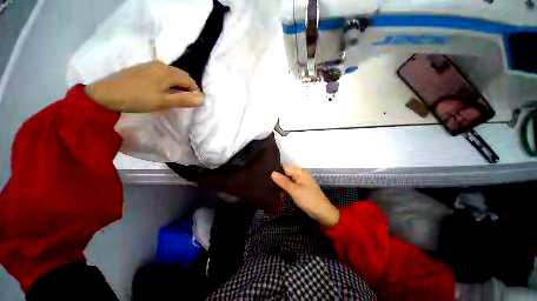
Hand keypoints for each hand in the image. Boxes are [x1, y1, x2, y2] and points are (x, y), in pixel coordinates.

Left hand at [85, 60, 203, 112]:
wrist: (105, 94)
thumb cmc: (137, 98)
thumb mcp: (164, 102)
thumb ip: (184, 100)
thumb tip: (203, 99)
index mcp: (168, 72)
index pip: (189, 80)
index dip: (195, 91)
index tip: (194, 103)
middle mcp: (161, 65)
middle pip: (181, 76)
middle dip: (188, 88)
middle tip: (186, 101)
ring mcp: (150, 66)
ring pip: (172, 75)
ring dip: (178, 85)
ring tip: (176, 97)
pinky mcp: (142, 69)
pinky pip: (162, 74)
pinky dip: (169, 82)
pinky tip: (163, 90)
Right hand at [271, 165, 339, 226]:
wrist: (322, 213)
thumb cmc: (309, 200)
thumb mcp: (294, 190)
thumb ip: (283, 181)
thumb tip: (272, 173)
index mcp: (300, 172)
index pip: (285, 167)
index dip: (276, 170)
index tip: (265, 174)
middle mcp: (300, 175)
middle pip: (286, 173)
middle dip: (277, 178)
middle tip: (266, 182)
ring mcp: (300, 182)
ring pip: (287, 180)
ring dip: (281, 184)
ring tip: (270, 189)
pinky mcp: (300, 189)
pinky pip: (290, 186)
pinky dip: (285, 189)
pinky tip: (278, 194)